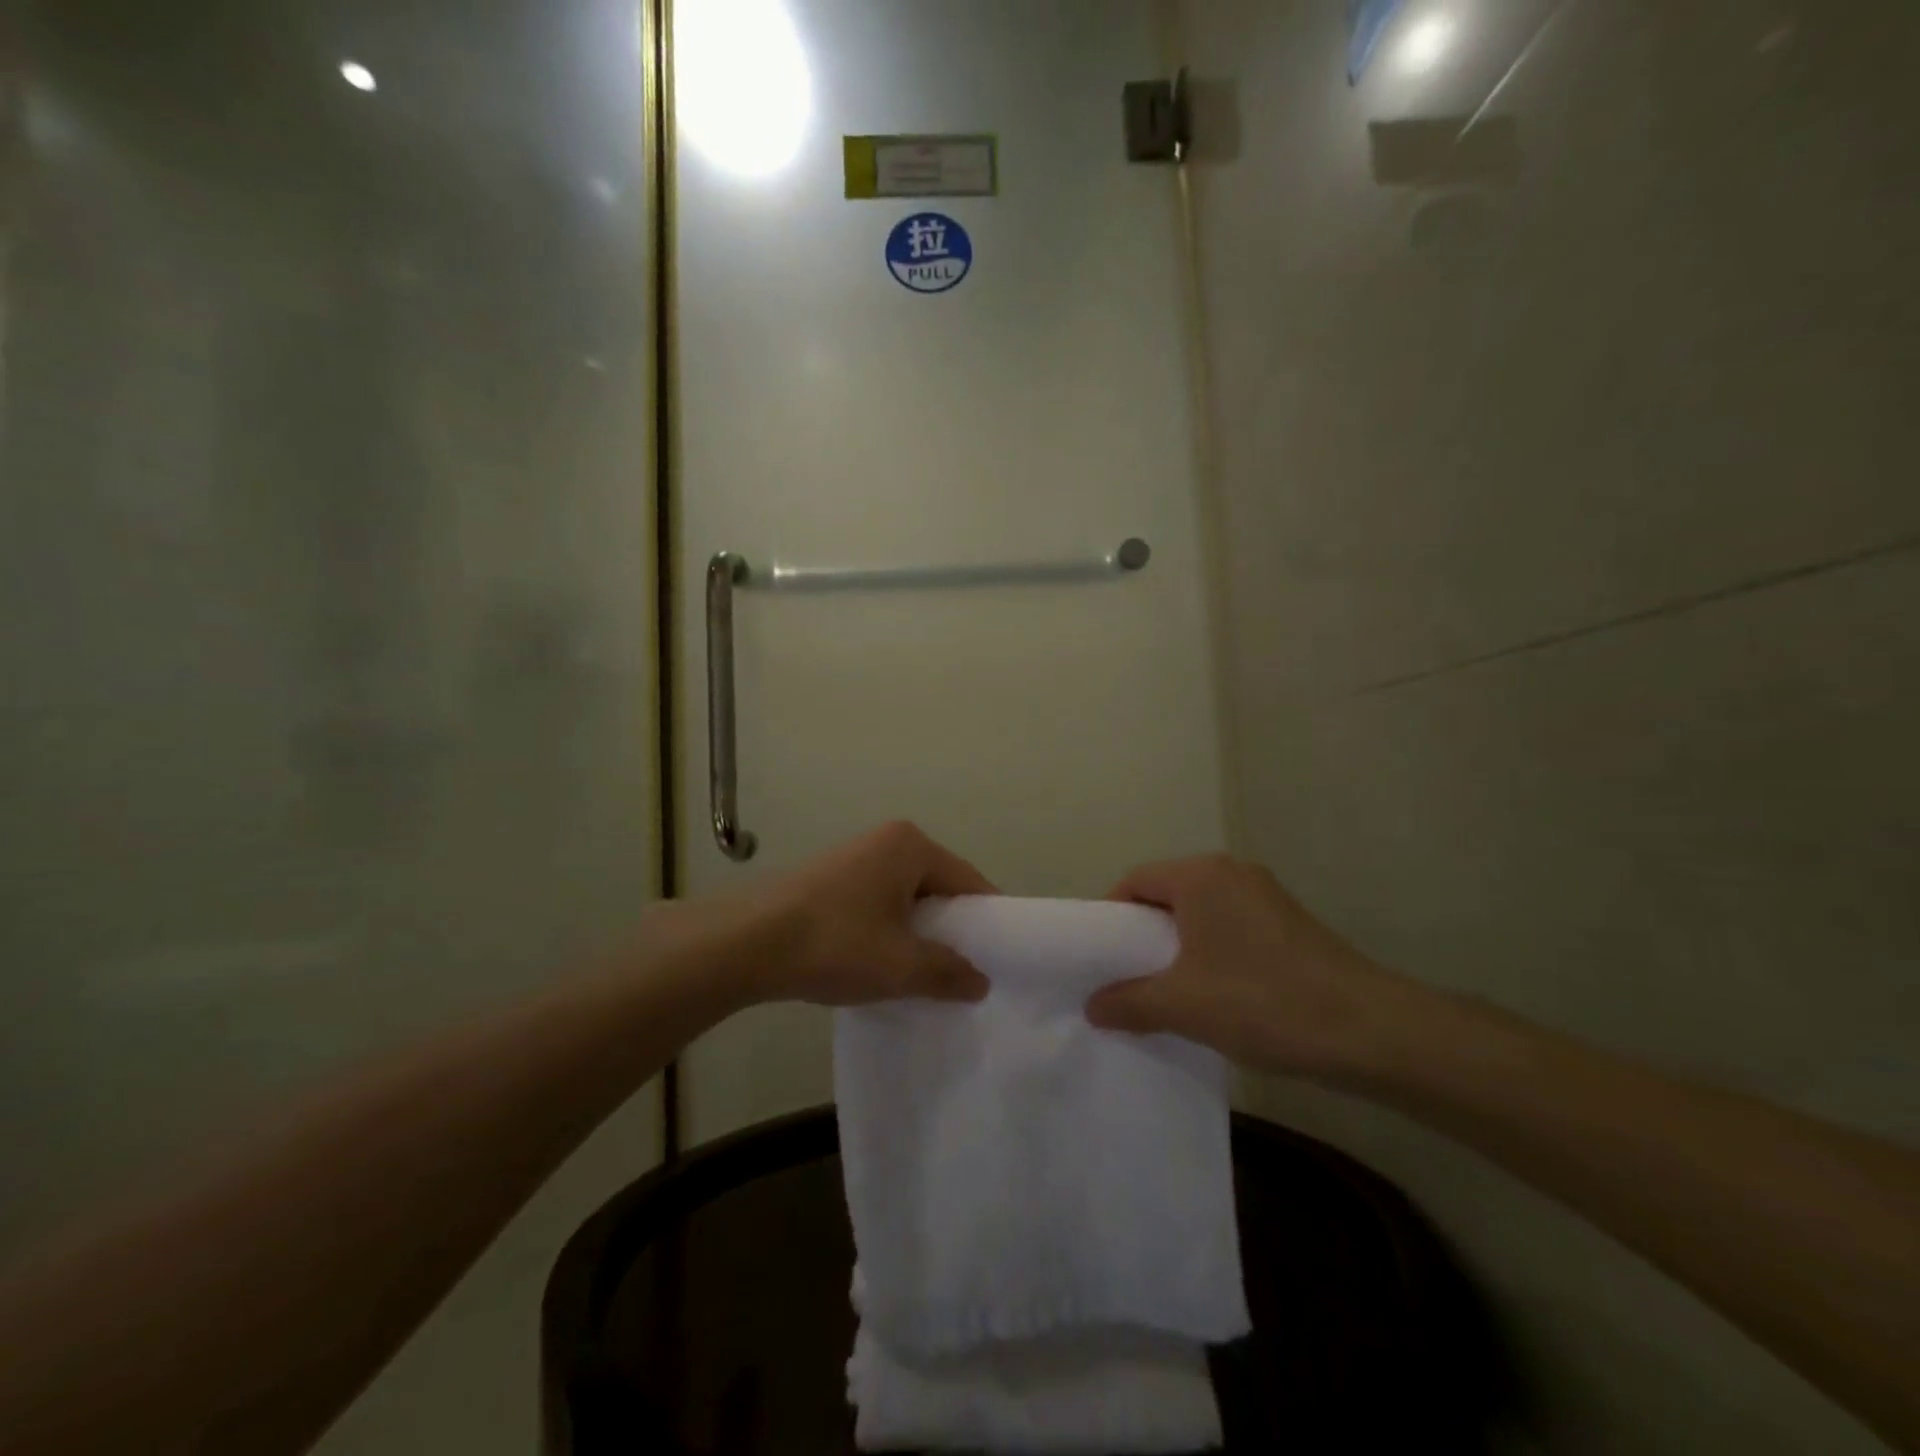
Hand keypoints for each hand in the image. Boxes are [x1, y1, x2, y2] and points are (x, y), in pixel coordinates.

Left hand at [739, 822, 995, 1007]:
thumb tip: (980, 982)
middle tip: (963, 973)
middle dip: (950, 931)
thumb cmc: (836, 943)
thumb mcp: (902, 965)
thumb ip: (949, 972)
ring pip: (906, 899)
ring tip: (922, 976)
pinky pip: (878, 904)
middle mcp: (885, 841)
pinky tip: (881, 965)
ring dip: (917, 934)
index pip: (968, 882)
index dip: (986, 922)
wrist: (746, 944)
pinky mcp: (829, 880)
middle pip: (937, 888)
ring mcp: (854, 859)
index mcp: (911, 845)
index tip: (1000, 960)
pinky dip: (888, 932)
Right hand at [1085, 855, 1427, 1078]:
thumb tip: (1092, 1007)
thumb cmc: (1262, 1002)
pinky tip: (1213, 993)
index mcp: (1200, 875)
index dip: (1111, 917)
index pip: (1135, 881)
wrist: (1370, 1031)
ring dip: (1177, 946)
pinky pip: (1229, 925)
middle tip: (1126, 976)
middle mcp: (1231, 871)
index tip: (1101, 958)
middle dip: (1143, 934)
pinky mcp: (1288, 921)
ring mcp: (1264, 895)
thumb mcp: (1183, 1005)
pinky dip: (1210, 951)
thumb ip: (1128, 1002)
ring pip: (1200, 912)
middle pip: (1167, 894)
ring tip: (1167, 990)